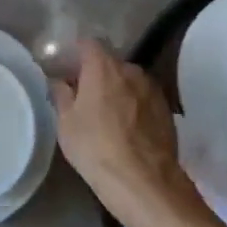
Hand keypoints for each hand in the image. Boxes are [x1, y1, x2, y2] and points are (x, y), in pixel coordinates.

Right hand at [51, 38, 193, 226]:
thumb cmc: (96, 148)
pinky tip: (127, 129)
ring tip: (107, 115)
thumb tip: (59, 81)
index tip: (67, 69)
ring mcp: (153, 89)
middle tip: (83, 96)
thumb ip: (61, 95)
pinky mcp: (167, 110)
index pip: (88, 44)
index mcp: (103, 67)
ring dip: (117, 90)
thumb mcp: (66, 123)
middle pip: (110, 63)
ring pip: (129, 81)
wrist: (145, 183)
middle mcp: (131, 70)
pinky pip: (143, 99)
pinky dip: (134, 106)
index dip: (76, 53)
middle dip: (96, 74)